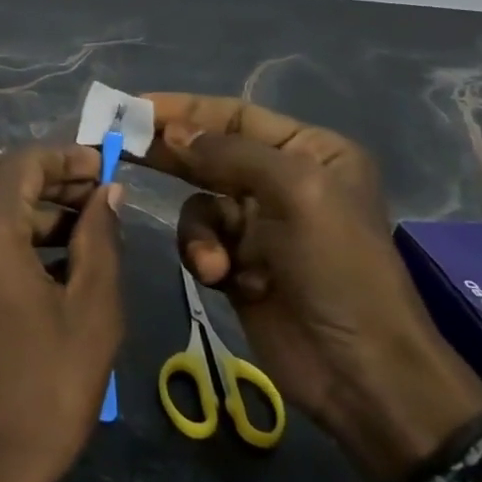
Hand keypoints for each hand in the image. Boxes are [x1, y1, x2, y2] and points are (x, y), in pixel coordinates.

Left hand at [0, 146, 123, 481]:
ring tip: (90, 226)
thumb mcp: (92, 308)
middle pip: (5, 176)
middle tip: (104, 195)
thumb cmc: (45, 386)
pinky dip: (15, 230)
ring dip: (38, 206)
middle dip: (56, 179)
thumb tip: (108, 192)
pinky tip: (57, 253)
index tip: (110, 166)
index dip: (71, 157)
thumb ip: (100, 236)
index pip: (26, 161)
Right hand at [139, 93, 481, 481]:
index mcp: (310, 152)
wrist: (361, 373)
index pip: (234, 115)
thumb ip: (230, 153)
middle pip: (210, 153)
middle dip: (170, 154)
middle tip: (121, 147)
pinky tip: (221, 278)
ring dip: (198, 229)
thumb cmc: (339, 269)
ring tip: (214, 262)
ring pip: (198, 202)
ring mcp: (260, 224)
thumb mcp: (296, 193)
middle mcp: (283, 180)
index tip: (132, 108)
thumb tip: (172, 133)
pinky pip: (200, 240)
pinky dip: (203, 255)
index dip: (184, 109)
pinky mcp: (239, 263)